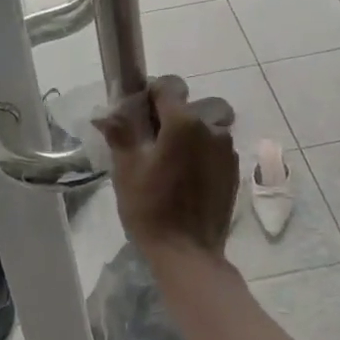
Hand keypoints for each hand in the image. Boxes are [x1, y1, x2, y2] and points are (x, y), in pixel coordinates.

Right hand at [95, 76, 237, 259]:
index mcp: (183, 121)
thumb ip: (119, 132)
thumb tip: (105, 112)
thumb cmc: (151, 208)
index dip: (150, 95)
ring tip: (172, 159)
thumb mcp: (126, 168)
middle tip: (154, 141)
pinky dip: (203, 151)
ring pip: (207, 124)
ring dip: (191, 132)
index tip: (138, 116)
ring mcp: (227, 149)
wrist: (188, 253)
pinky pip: (216, 146)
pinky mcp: (234, 170)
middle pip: (190, 105)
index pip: (168, 86)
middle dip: (172, 115)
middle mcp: (211, 127)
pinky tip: (188, 176)